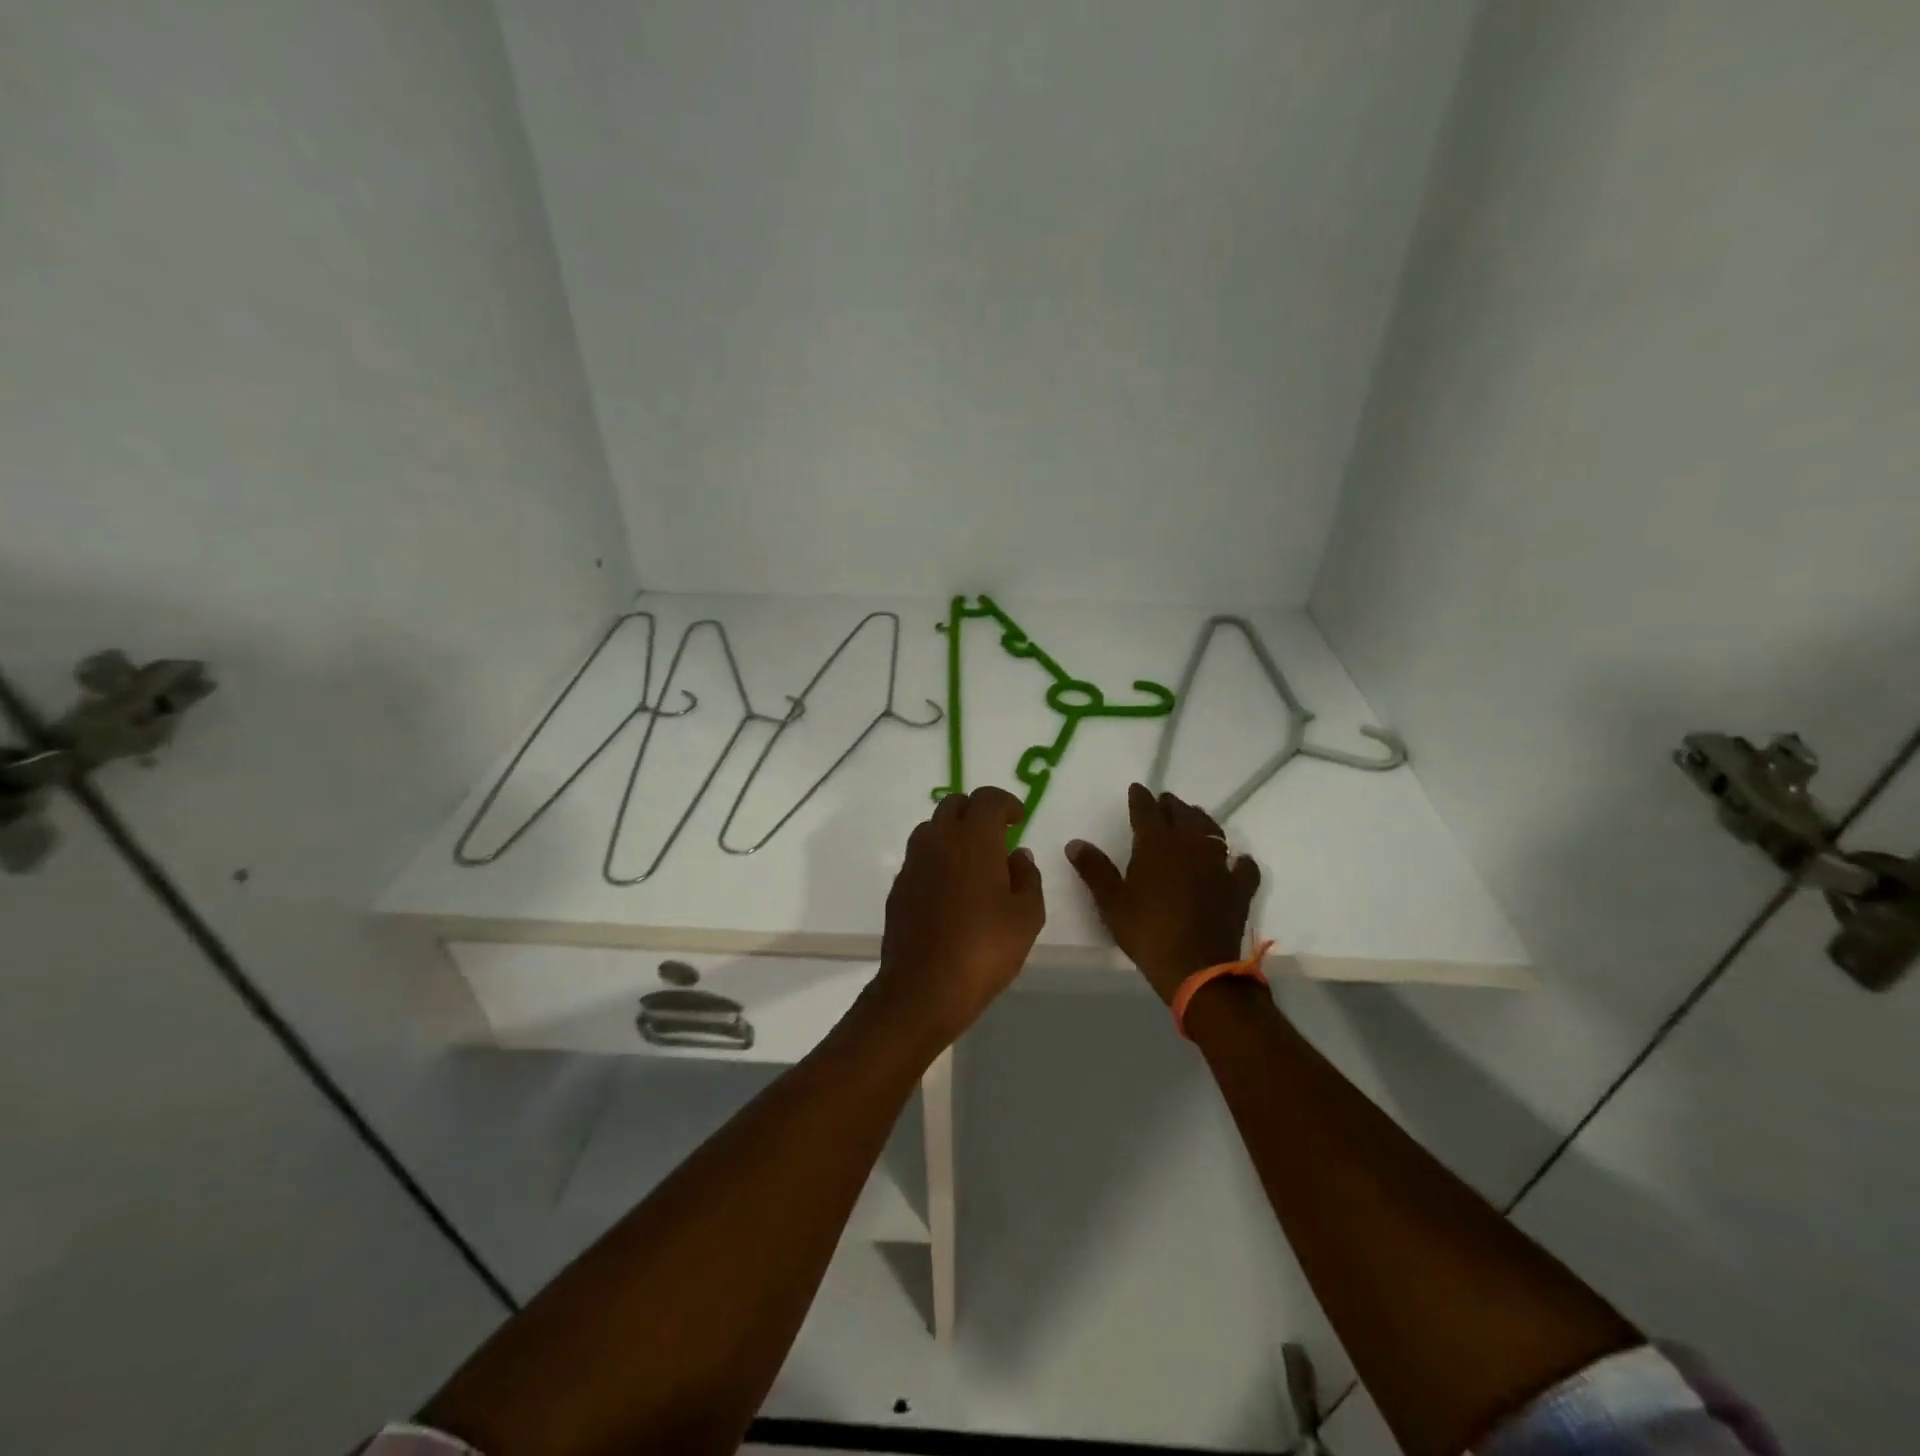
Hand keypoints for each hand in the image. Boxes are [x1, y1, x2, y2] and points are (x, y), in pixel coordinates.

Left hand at [867, 786, 1046, 1047]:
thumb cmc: (985, 948)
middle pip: (954, 805)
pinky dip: (937, 859)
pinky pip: (919, 857)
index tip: (1018, 819)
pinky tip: (950, 889)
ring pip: (932, 829)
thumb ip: (1027, 877)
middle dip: (976, 812)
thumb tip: (1018, 854)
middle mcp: (939, 839)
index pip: (987, 798)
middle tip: (996, 835)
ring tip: (972, 862)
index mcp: (974, 838)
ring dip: (953, 833)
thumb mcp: (1026, 916)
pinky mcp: (898, 886)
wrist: (924, 987)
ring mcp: (913, 862)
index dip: (1005, 802)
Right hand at [1067, 784, 1261, 1003]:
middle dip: (1171, 805)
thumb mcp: (1112, 902)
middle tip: (1164, 802)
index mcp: (1156, 845)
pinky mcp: (1239, 888)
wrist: (1196, 968)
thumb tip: (1075, 843)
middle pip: (1182, 815)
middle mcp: (1189, 846)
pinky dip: (1239, 861)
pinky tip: (1236, 861)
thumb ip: (1094, 869)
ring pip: (1212, 831)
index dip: (1140, 798)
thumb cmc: (1147, 932)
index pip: (1146, 811)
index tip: (1136, 789)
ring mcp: (1218, 865)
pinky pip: (1243, 866)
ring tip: (1194, 819)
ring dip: (1201, 821)